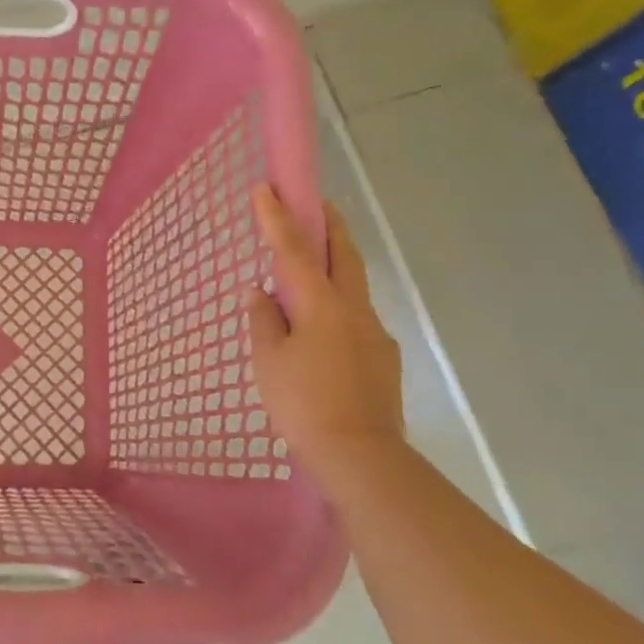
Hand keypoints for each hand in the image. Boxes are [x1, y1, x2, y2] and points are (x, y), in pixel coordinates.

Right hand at [247, 188, 405, 469]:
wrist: (360, 456)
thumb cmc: (303, 404)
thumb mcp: (268, 361)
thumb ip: (264, 321)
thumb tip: (260, 293)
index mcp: (322, 305)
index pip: (295, 251)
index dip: (278, 218)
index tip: (266, 187)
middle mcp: (354, 310)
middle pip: (344, 255)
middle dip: (329, 225)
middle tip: (316, 204)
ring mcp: (374, 333)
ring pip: (353, 287)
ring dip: (335, 267)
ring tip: (309, 275)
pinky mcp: (383, 359)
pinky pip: (356, 319)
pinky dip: (337, 308)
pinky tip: (322, 333)